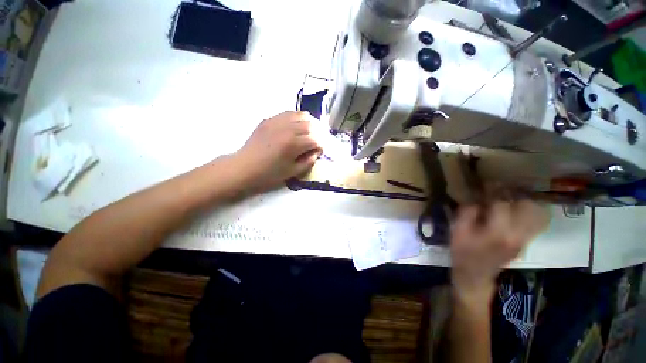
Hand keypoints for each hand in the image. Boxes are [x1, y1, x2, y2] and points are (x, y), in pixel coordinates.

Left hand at [234, 111, 321, 190]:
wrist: (244, 167)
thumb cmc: (269, 173)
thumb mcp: (292, 172)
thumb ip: (308, 161)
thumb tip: (316, 152)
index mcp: (293, 144)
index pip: (315, 140)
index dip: (321, 145)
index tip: (319, 151)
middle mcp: (287, 129)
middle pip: (310, 125)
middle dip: (317, 133)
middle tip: (315, 141)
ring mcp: (277, 121)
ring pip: (301, 115)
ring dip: (308, 123)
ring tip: (308, 132)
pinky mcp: (269, 119)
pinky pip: (287, 113)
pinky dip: (296, 118)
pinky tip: (295, 126)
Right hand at [450, 200, 548, 306]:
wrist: (475, 274)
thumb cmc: (463, 251)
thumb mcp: (457, 231)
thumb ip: (467, 213)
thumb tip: (477, 199)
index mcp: (498, 233)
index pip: (502, 205)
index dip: (494, 191)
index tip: (487, 184)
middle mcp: (517, 235)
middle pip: (528, 207)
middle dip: (514, 194)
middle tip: (501, 190)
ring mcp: (525, 239)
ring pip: (537, 215)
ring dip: (525, 202)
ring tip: (511, 197)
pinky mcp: (526, 242)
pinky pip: (536, 223)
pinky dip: (530, 212)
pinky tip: (517, 209)